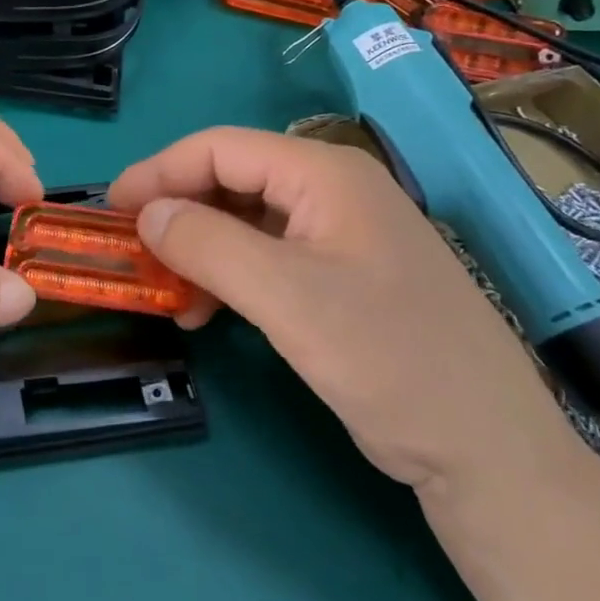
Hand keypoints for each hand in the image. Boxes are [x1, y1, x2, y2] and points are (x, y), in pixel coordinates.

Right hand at [109, 128, 587, 494]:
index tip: (110, 208)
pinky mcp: (344, 274)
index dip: (158, 171)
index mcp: (326, 174)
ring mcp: (342, 233)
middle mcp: (334, 190)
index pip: (220, 147)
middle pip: (232, 178)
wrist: (489, 453)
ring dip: (199, 247)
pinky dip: (229, 274)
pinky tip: (207, 311)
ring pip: (246, 220)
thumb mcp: (286, 298)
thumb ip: (207, 244)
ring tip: (166, 291)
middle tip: (131, 250)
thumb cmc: (389, 360)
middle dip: (177, 210)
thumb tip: (146, 214)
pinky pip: (268, 255)